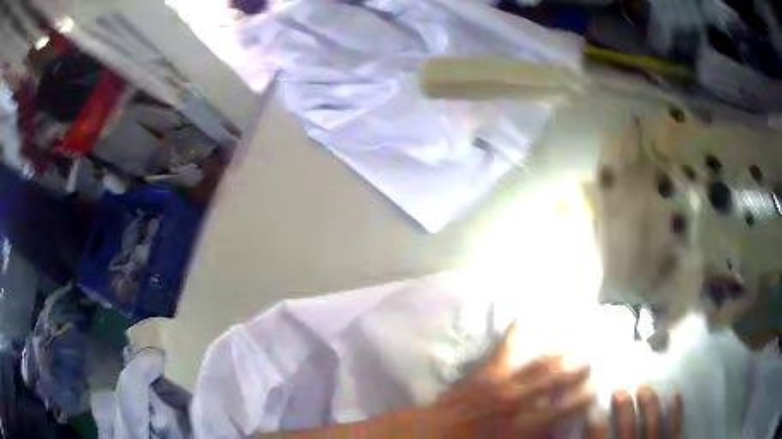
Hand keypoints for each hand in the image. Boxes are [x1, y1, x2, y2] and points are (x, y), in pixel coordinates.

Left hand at [424, 322, 593, 438]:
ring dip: (561, 346)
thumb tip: (557, 427)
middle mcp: (515, 401)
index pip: (562, 409)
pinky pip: (508, 344)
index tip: (600, 384)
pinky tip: (533, 313)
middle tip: (596, 350)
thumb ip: (535, 437)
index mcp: (521, 426)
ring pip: (538, 360)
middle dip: (578, 363)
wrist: (432, 431)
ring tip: (581, 331)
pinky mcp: (485, 369)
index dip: (584, 396)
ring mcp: (500, 381)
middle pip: (555, 377)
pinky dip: (522, 328)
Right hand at [589, 387, 683, 438]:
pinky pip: (676, 428)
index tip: (591, 409)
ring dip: (648, 403)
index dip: (595, 422)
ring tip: (643, 388)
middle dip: (623, 406)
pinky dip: (676, 411)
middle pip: (628, 426)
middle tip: (619, 390)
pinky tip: (674, 395)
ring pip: (653, 422)